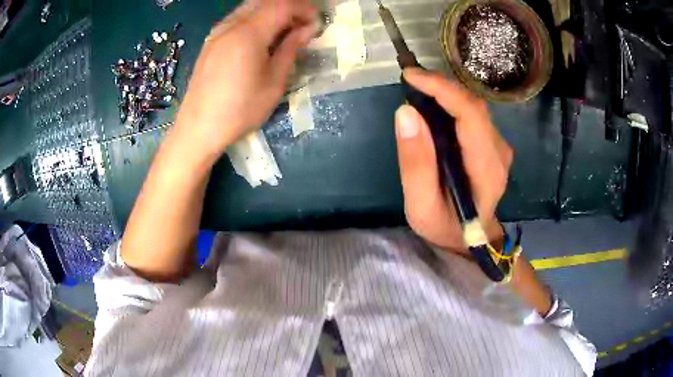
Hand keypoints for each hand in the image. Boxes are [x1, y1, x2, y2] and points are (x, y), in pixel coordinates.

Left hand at [175, 0, 317, 155]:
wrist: (198, 129)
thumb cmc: (239, 111)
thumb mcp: (274, 83)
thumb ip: (290, 49)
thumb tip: (306, 29)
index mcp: (248, 34)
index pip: (282, 5)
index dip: (304, 9)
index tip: (317, 24)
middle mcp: (230, 25)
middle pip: (266, 1)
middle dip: (290, 7)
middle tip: (303, 25)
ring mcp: (217, 32)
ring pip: (250, 7)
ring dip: (272, 12)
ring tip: (285, 31)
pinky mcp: (210, 42)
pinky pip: (237, 19)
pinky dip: (256, 19)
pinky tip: (261, 38)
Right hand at [395, 68, 512, 252]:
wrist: (470, 238)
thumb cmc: (445, 226)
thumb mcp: (420, 206)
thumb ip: (415, 163)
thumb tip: (406, 113)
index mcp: (487, 170)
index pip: (471, 116)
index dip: (443, 90)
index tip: (411, 77)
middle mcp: (499, 152)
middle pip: (474, 106)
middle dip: (441, 86)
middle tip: (410, 81)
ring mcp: (499, 146)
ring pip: (473, 107)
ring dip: (445, 92)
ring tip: (417, 90)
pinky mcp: (493, 143)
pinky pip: (472, 114)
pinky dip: (450, 103)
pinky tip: (432, 105)